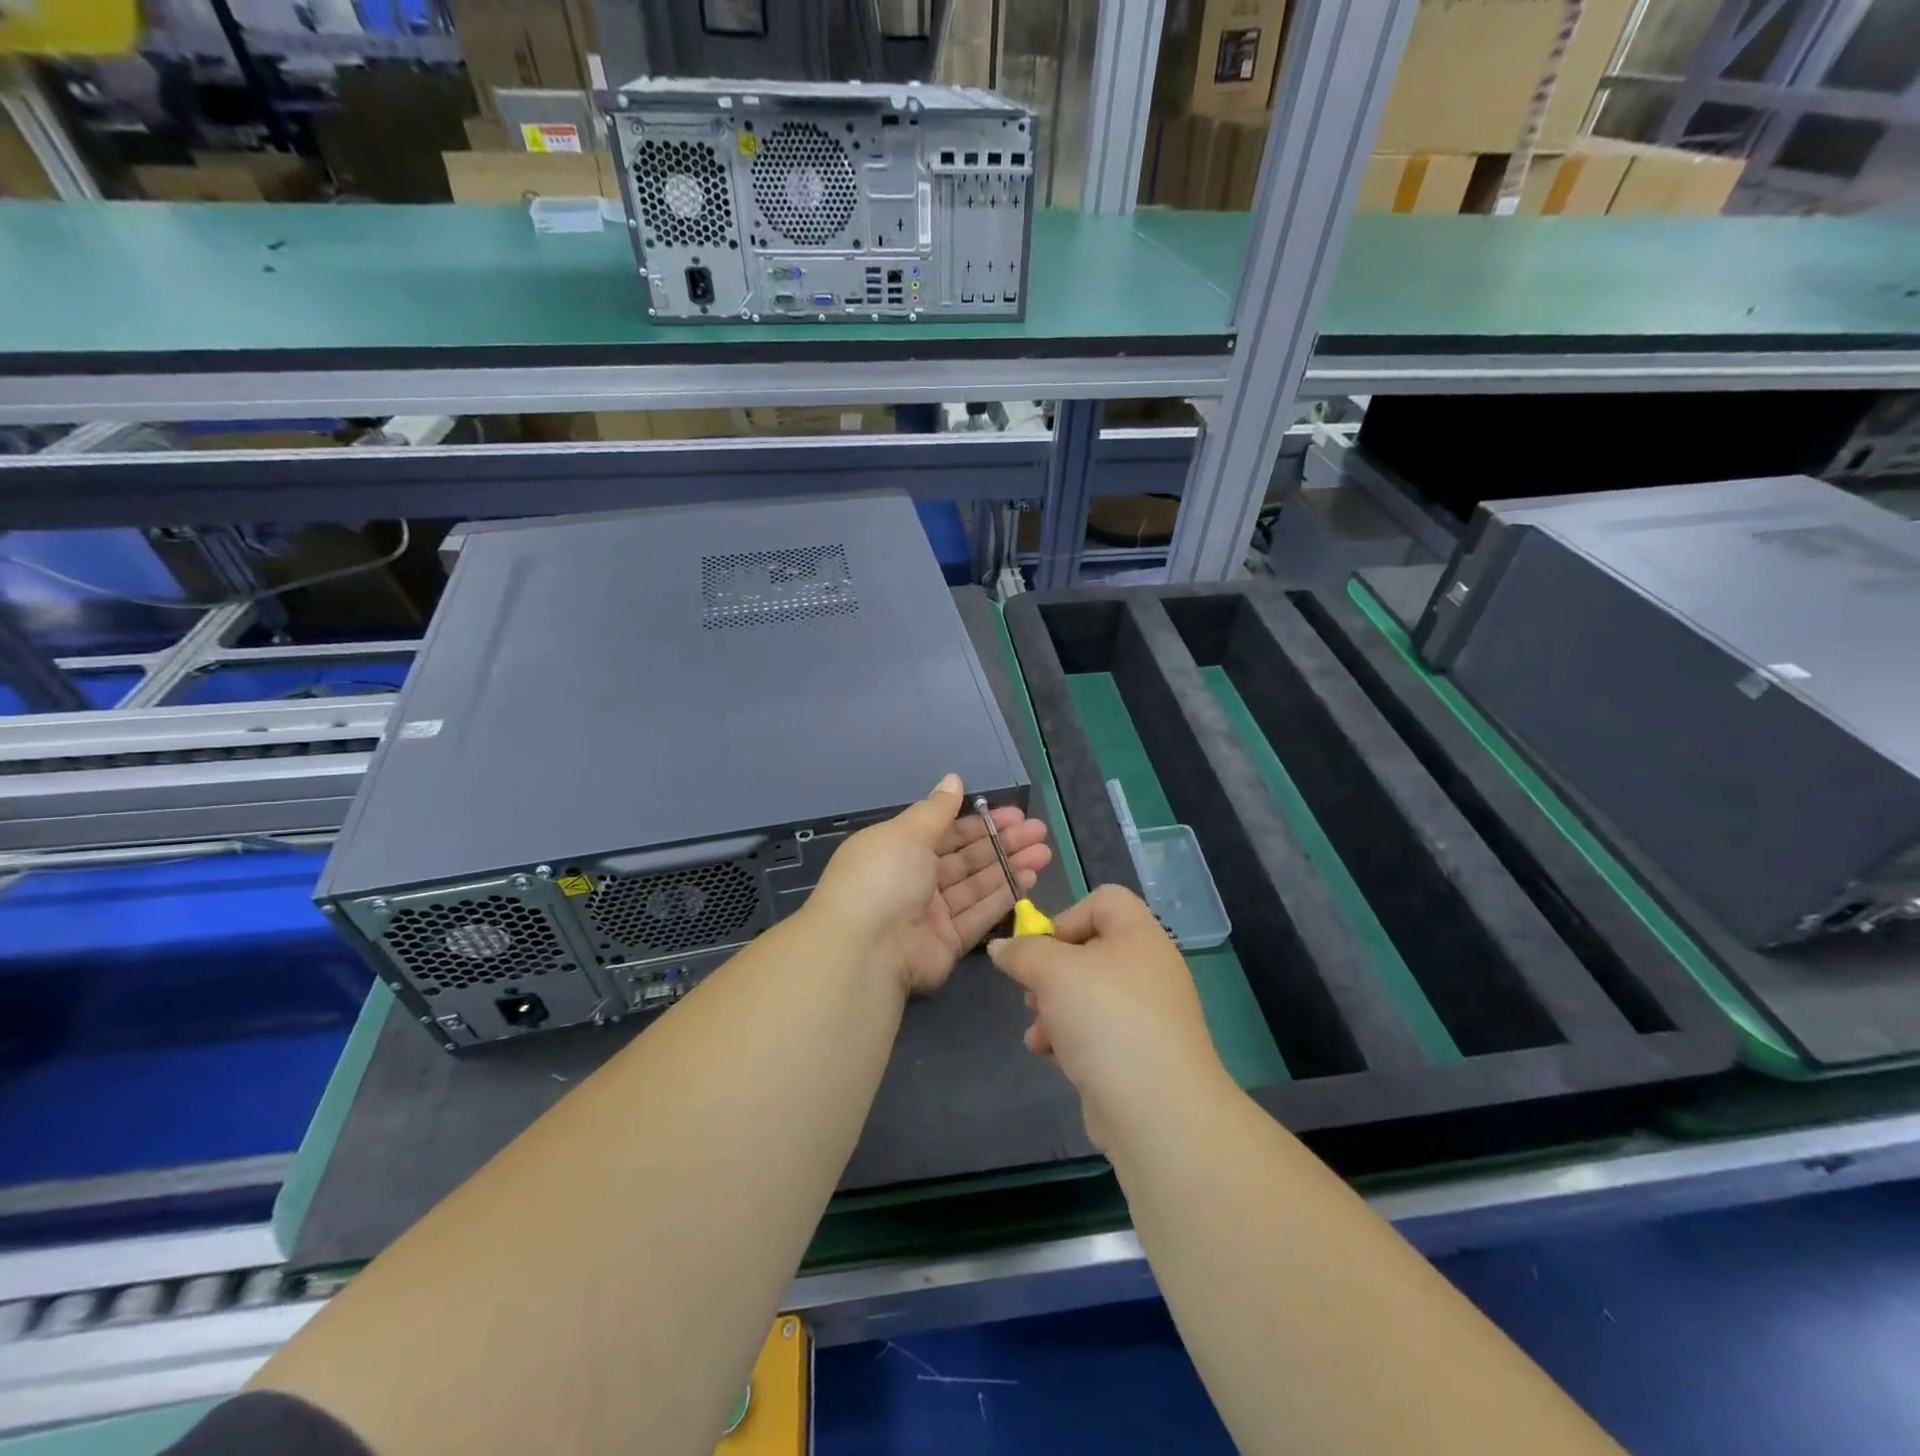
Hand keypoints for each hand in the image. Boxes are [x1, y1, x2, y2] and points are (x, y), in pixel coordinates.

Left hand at [808, 773, 1051, 996]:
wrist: (866, 949)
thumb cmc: (883, 877)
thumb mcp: (907, 833)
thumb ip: (936, 809)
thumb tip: (953, 779)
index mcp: (898, 849)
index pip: (946, 831)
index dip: (980, 822)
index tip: (1014, 814)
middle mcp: (914, 880)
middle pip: (966, 857)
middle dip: (1002, 843)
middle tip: (1039, 831)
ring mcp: (931, 914)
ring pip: (977, 885)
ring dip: (1010, 867)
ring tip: (1044, 852)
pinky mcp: (947, 943)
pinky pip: (979, 915)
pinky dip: (1004, 897)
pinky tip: (1030, 879)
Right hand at [988, 885, 1225, 1149]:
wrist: (1158, 1112)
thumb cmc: (1106, 1020)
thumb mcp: (1053, 972)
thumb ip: (1022, 952)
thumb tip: (1001, 946)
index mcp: (1140, 936)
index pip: (1104, 900)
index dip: (1066, 916)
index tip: (1040, 948)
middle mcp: (1148, 969)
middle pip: (1089, 949)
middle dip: (1050, 971)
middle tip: (1032, 992)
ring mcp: (1145, 1015)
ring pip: (1086, 994)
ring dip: (1052, 1008)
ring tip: (1037, 1030)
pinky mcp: (1137, 1054)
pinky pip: (1095, 1031)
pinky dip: (1068, 1037)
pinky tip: (1047, 1054)